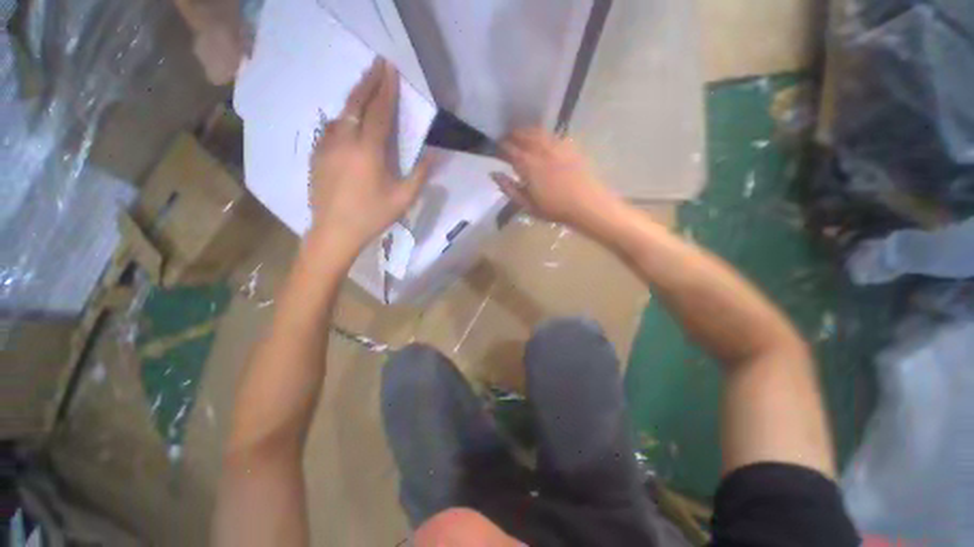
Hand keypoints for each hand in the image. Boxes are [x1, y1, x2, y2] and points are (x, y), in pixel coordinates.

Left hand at [308, 58, 430, 253]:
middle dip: (368, 81)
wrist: (335, 231)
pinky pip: (331, 128)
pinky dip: (343, 118)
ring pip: (341, 113)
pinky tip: (348, 121)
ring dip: (355, 98)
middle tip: (377, 64)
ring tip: (365, 88)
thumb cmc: (373, 216)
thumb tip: (434, 153)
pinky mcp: (317, 154)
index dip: (386, 90)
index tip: (390, 69)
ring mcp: (327, 146)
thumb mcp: (404, 199)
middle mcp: (345, 141)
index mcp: (369, 152)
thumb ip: (420, 174)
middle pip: (356, 103)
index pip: (379, 112)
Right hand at [491, 129, 621, 231]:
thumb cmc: (554, 209)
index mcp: (527, 165)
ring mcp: (556, 146)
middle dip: (512, 135)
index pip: (509, 149)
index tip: (496, 150)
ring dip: (526, 131)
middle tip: (506, 140)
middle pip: (522, 135)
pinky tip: (543, 141)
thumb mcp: (527, 205)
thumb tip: (493, 174)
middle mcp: (540, 150)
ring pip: (537, 131)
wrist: (586, 204)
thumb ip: (509, 188)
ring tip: (522, 136)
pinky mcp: (569, 146)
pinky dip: (543, 135)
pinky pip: (552, 135)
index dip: (500, 147)